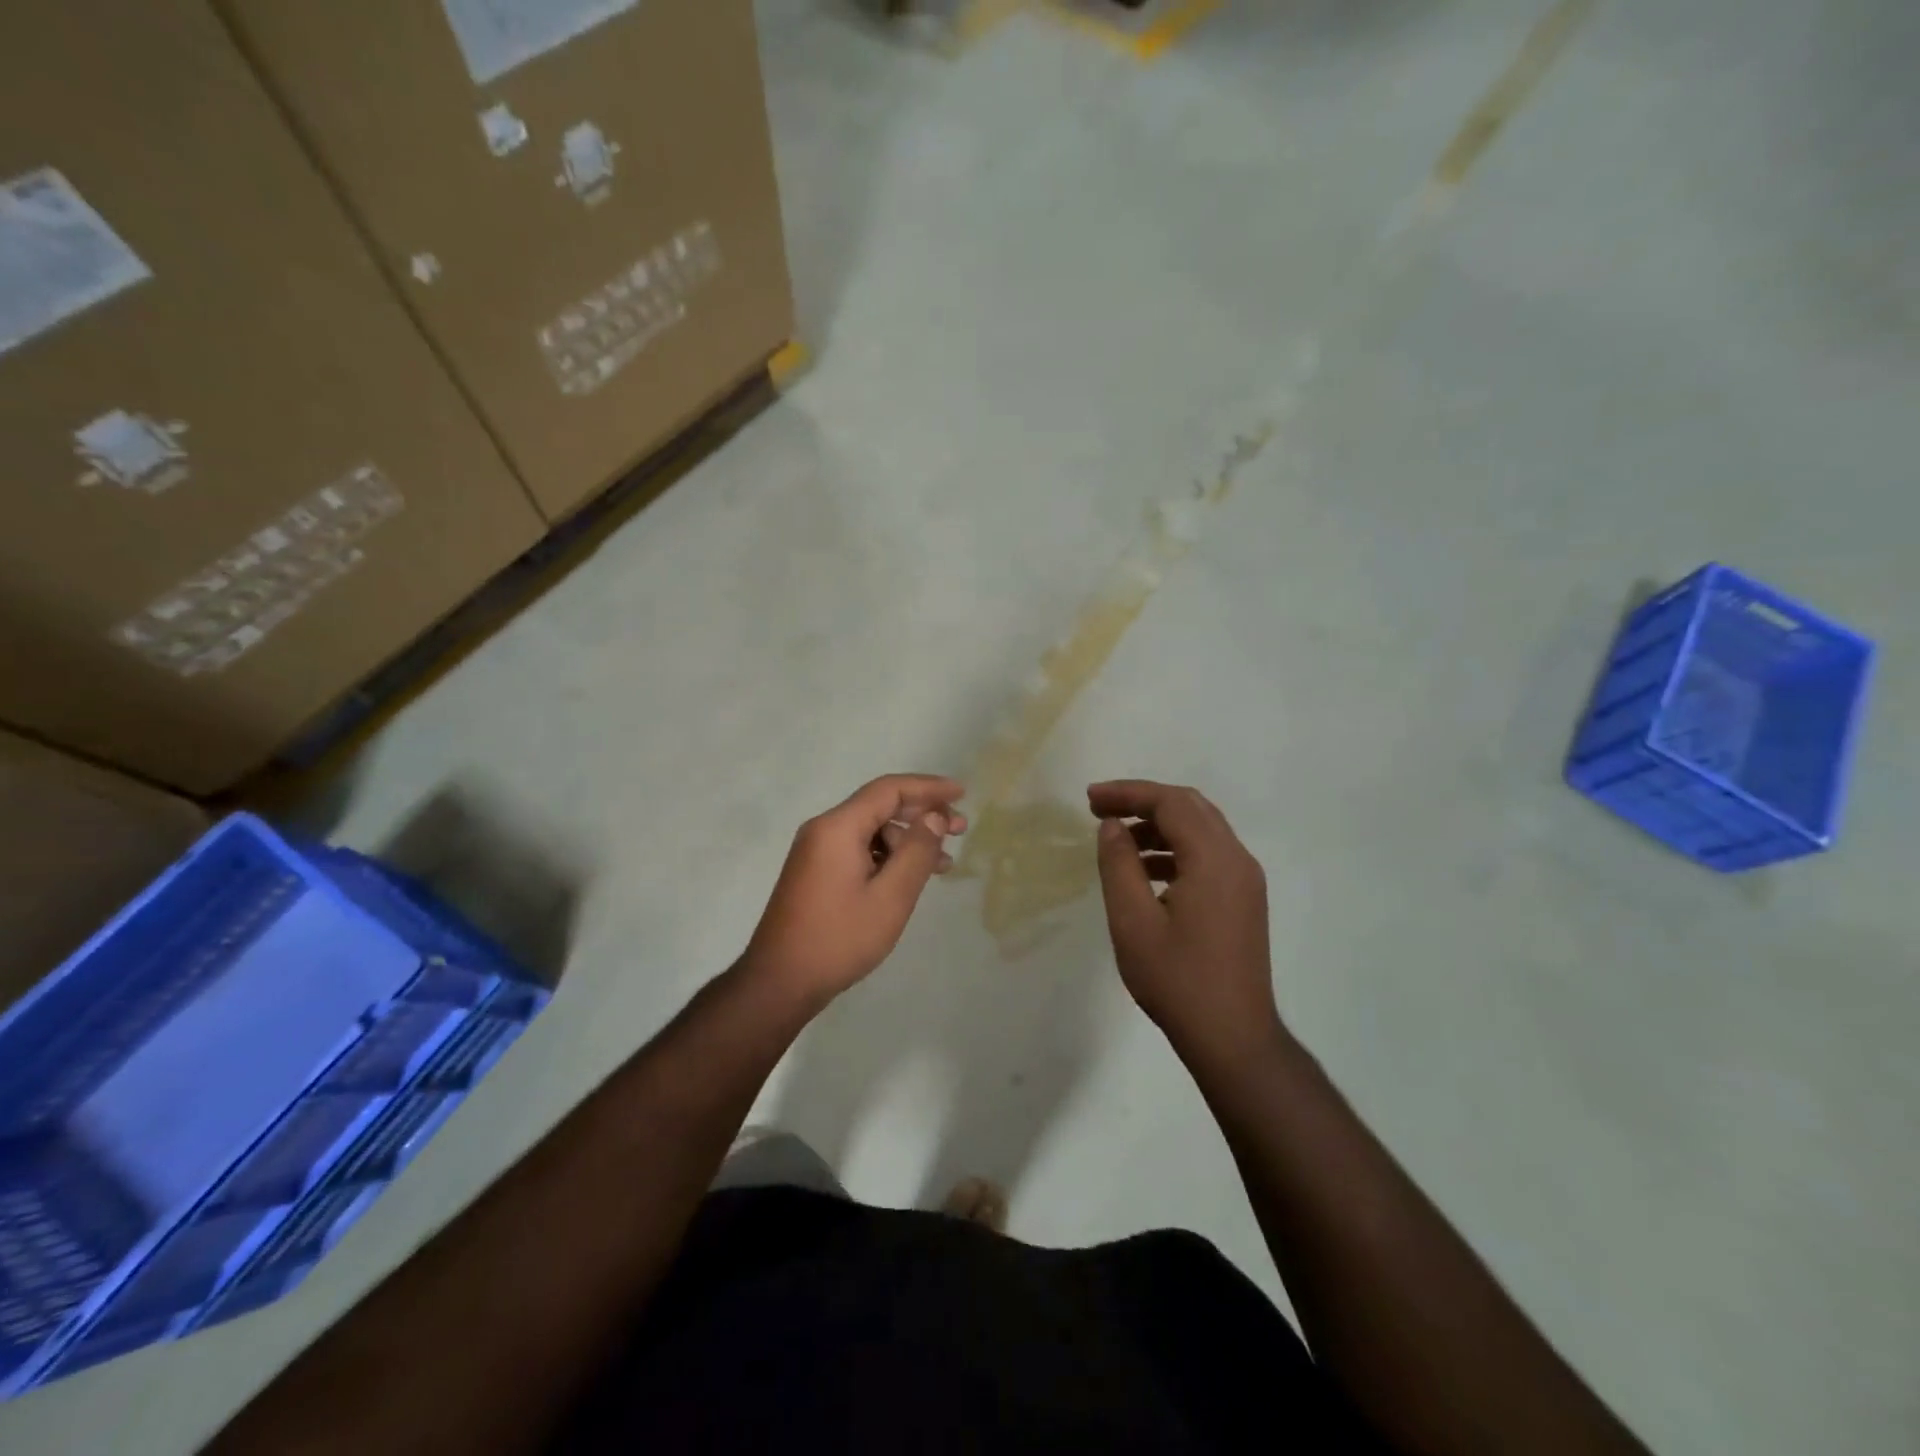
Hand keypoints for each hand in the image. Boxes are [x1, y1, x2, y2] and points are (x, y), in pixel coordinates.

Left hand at [743, 774, 966, 1005]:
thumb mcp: (890, 897)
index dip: (929, 788)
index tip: (961, 794)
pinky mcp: (815, 871)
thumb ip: (916, 851)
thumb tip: (933, 817)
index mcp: (838, 827)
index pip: (889, 790)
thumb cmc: (839, 938)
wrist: (779, 982)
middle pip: (880, 806)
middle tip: (961, 829)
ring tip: (943, 862)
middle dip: (923, 813)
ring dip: (908, 840)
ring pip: (871, 830)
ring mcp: (816, 851)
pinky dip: (888, 855)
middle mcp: (824, 829)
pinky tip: (910, 876)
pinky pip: (858, 848)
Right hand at [1089, 780, 1279, 1060]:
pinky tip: (1145, 872)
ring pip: (1201, 830)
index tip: (1089, 799)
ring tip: (1117, 842)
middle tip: (1100, 809)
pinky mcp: (1244, 900)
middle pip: (1190, 808)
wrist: (1233, 1038)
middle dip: (1143, 802)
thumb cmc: (1177, 980)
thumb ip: (1119, 865)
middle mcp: (1237, 860)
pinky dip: (1175, 850)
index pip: (1171, 803)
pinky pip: (1208, 855)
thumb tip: (1112, 826)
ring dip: (1159, 826)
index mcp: (1214, 860)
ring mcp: (1246, 881)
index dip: (1128, 793)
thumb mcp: (1132, 921)